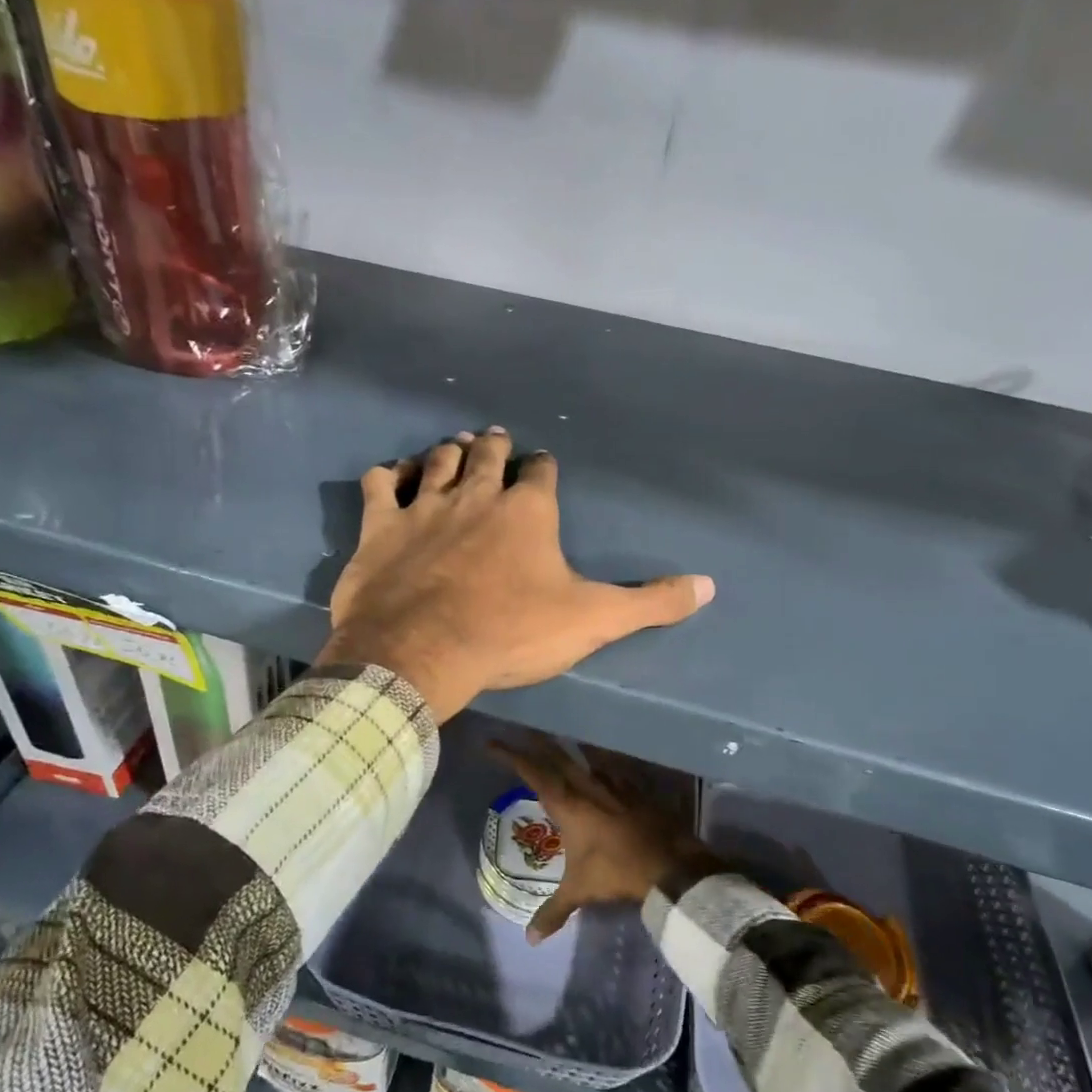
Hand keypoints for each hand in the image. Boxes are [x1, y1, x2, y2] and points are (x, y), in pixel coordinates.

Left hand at [317, 430, 713, 721]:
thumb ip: (650, 603)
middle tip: (494, 440)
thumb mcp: (591, 620)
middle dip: (495, 446)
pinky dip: (388, 474)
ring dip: (448, 451)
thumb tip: (710, 586)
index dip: (544, 468)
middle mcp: (476, 495)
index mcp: (528, 511)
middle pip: (487, 456)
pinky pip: (381, 483)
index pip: (542, 473)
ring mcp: (424, 506)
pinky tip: (392, 474)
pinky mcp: (381, 527)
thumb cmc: (510, 633)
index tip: (543, 467)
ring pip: (437, 461)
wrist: (422, 651)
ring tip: (454, 445)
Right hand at [488, 735, 720, 943]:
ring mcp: (614, 784)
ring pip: (584, 758)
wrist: (670, 864)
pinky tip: (599, 767)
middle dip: (536, 743)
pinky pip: (610, 769)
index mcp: (567, 803)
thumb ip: (554, 911)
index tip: (492, 744)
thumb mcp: (580, 891)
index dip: (510, 756)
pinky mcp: (635, 789)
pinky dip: (599, 764)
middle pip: (557, 755)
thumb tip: (531, 939)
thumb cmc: (616, 871)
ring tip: (556, 744)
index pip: (532, 772)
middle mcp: (587, 786)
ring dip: (567, 750)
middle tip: (521, 733)